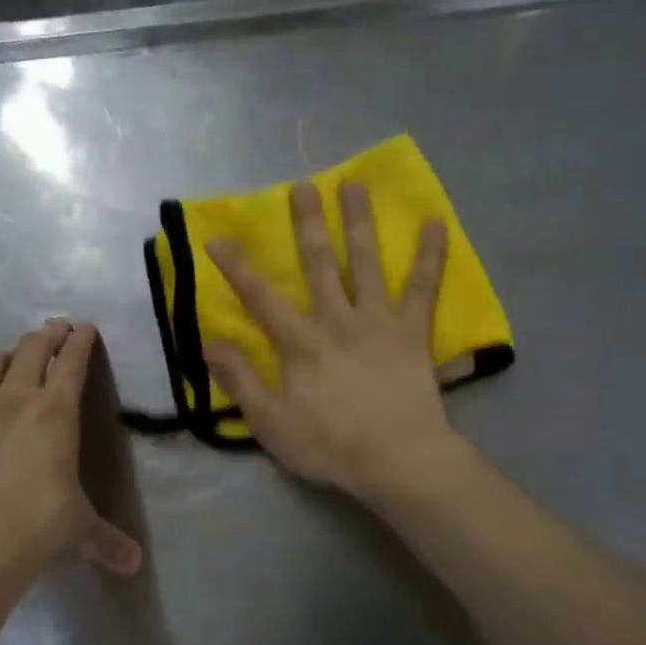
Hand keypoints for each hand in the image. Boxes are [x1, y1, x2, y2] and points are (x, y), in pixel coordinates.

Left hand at [0, 320, 142, 575]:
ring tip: (15, 358)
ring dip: (9, 354)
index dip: (81, 340)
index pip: (72, 361)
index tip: (86, 328)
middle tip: (56, 329)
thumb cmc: (40, 525)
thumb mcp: (81, 530)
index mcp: (56, 411)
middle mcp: (16, 398)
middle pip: (32, 347)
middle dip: (48, 333)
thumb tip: (133, 564)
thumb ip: (108, 540)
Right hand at [204, 181, 460, 501]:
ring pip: (366, 262)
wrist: (397, 459)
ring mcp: (378, 321)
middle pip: (318, 263)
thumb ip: (240, 379)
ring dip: (359, 222)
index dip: (237, 267)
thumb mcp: (270, 422)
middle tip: (303, 185)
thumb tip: (209, 341)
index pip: (260, 297)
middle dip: (307, 223)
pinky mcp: (413, 332)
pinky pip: (423, 288)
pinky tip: (436, 224)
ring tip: (356, 185)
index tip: (218, 236)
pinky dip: (430, 256)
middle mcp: (337, 319)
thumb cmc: (329, 445)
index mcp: (300, 342)